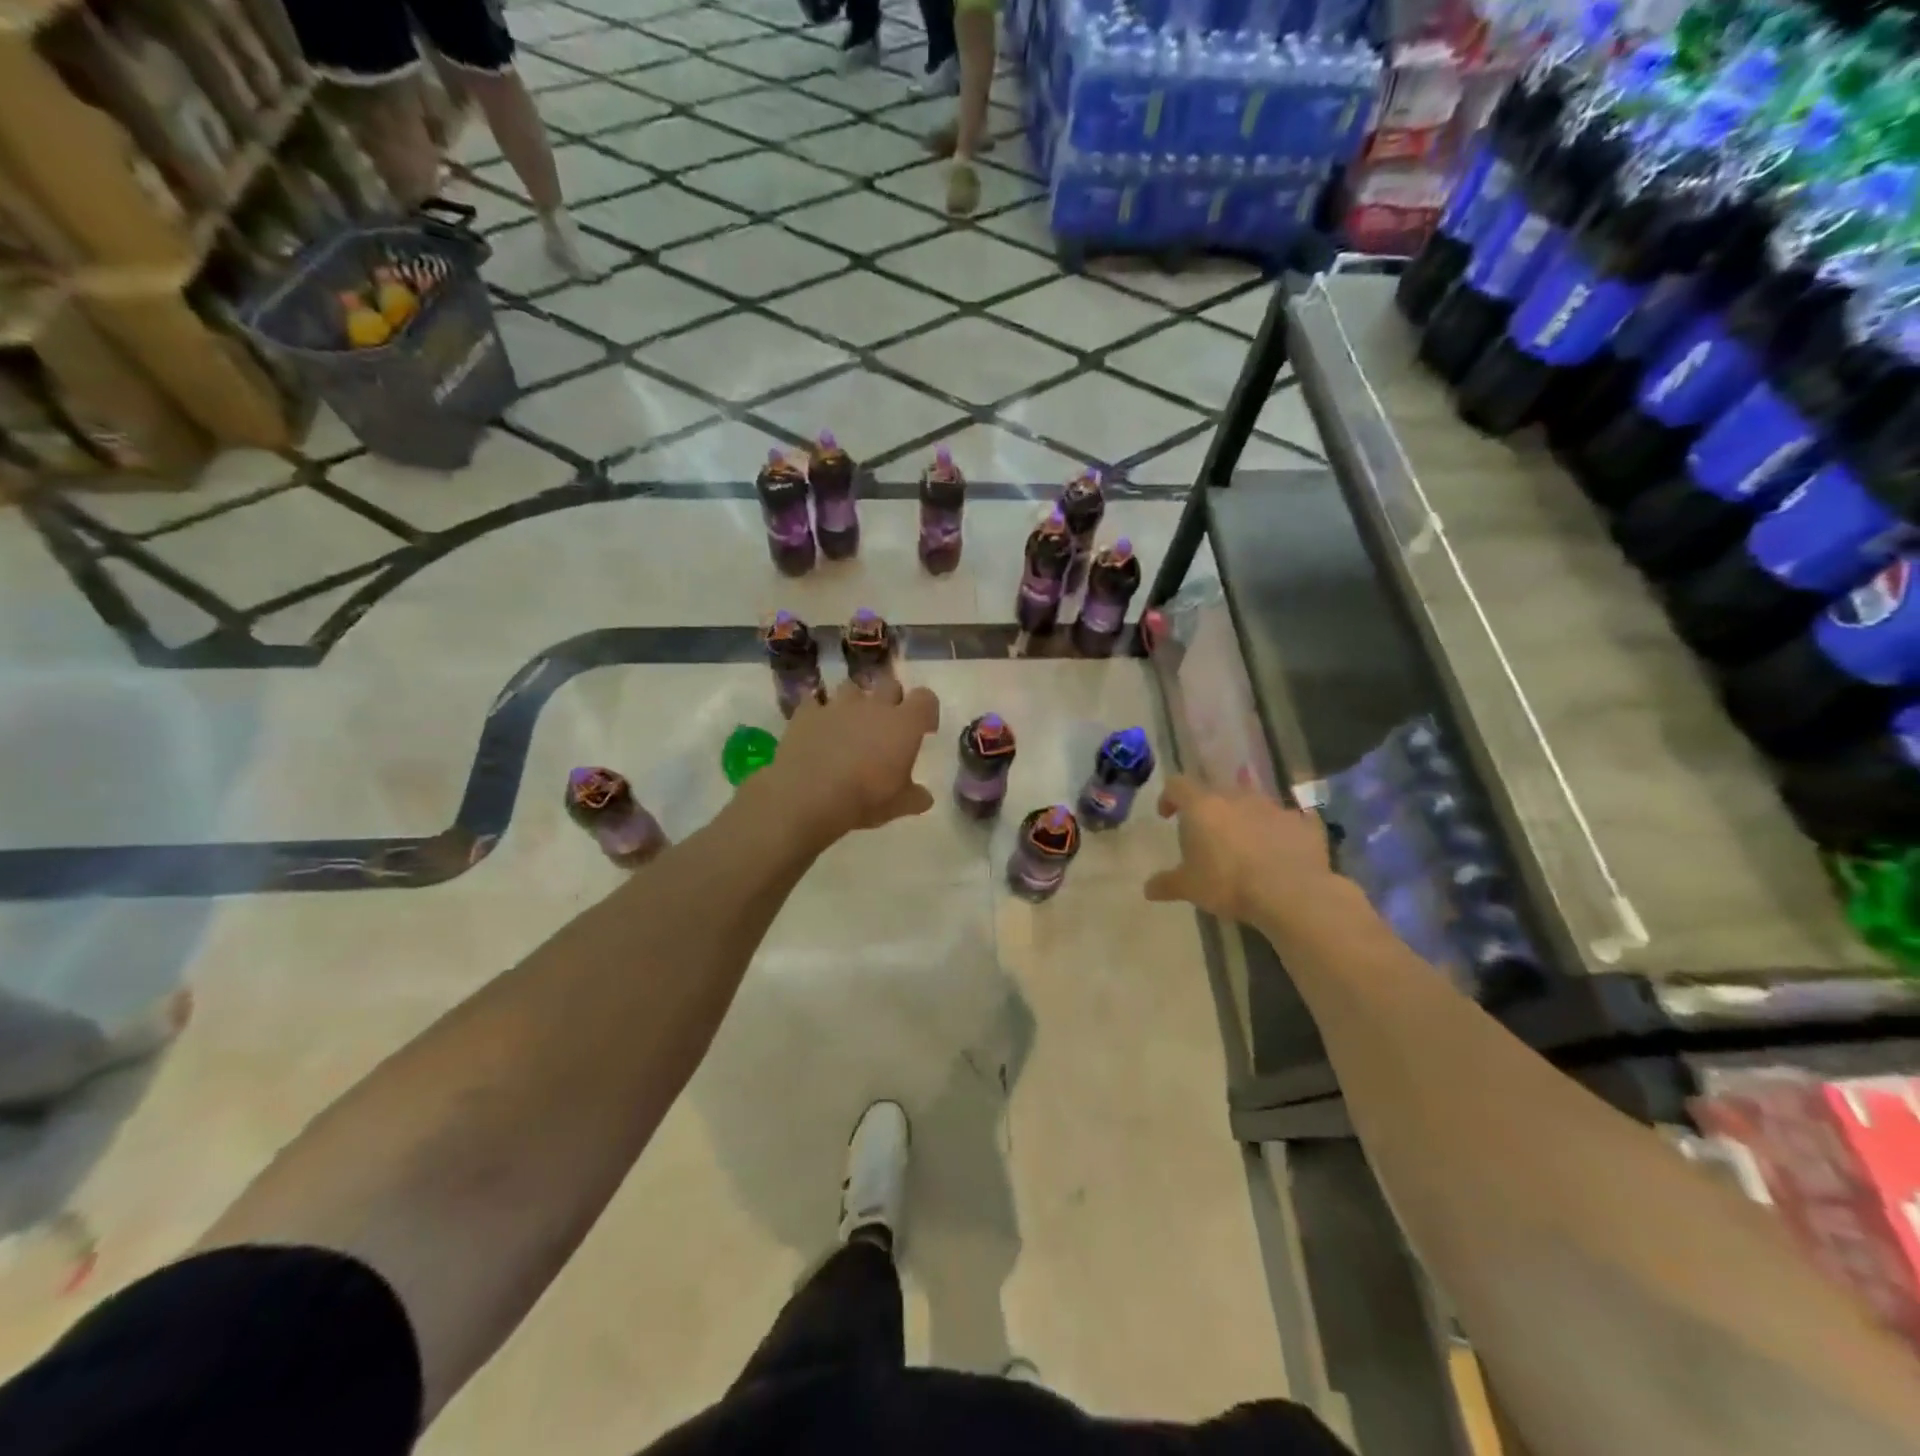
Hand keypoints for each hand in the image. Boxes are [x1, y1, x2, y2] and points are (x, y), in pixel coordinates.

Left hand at [758, 677, 940, 845]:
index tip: (924, 730)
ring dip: (855, 702)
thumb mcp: (898, 805)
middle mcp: (873, 705)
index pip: (925, 699)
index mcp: (903, 724)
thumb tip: (925, 798)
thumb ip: (915, 797)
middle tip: (886, 725)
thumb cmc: (864, 798)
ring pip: (852, 687)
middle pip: (890, 684)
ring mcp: (838, 705)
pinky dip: (818, 711)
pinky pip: (814, 701)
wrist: (808, 795)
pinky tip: (817, 727)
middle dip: (891, 699)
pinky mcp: (807, 712)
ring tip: (849, 724)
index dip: (927, 711)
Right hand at [1143, 775, 1338, 927]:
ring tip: (1245, 842)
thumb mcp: (1189, 887)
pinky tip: (1283, 849)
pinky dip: (1282, 830)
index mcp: (1203, 806)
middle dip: (1210, 808)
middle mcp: (1237, 797)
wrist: (1290, 892)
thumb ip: (1167, 883)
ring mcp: (1273, 807)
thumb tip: (1148, 888)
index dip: (1169, 797)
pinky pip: (1289, 820)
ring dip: (1245, 817)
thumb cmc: (1228, 883)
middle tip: (1207, 834)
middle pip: (1217, 791)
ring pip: (1253, 802)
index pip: (1177, 785)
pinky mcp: (1303, 823)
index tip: (1167, 815)